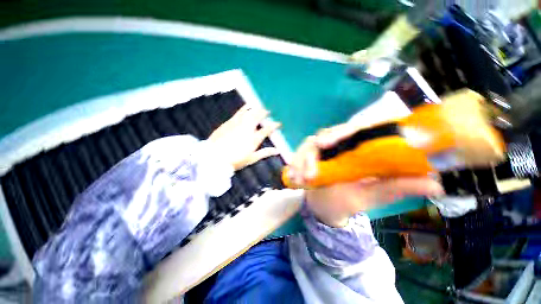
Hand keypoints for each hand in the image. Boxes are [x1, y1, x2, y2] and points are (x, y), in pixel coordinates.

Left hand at [208, 105, 280, 170]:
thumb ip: (265, 153)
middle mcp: (248, 128)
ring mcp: (238, 123)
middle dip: (264, 113)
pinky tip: (247, 106)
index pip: (267, 129)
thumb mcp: (252, 158)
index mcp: (254, 138)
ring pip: (249, 112)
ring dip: (256, 109)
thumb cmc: (235, 160)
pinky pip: (239, 112)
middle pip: (258, 117)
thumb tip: (277, 151)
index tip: (278, 124)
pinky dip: (245, 108)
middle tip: (268, 112)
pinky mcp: (229, 122)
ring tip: (259, 107)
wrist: (214, 157)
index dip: (274, 125)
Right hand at [289, 122, 443, 226]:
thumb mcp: (372, 195)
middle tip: (315, 156)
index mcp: (359, 148)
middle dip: (320, 143)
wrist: (326, 206)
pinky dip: (295, 162)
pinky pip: (299, 153)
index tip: (332, 141)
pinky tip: (293, 175)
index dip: (346, 130)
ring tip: (301, 178)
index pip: (356, 129)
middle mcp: (340, 144)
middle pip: (329, 132)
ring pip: (310, 143)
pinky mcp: (309, 155)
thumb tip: (437, 183)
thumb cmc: (348, 200)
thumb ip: (397, 187)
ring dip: (303, 158)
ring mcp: (322, 149)